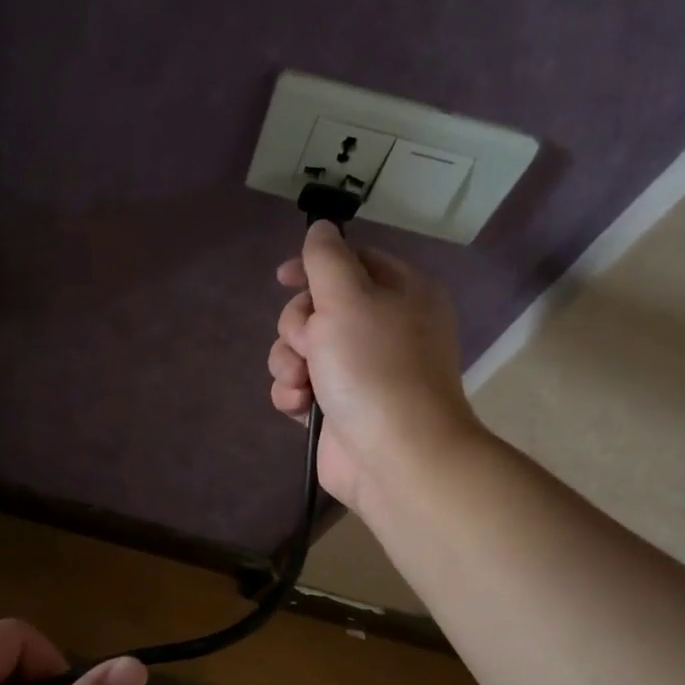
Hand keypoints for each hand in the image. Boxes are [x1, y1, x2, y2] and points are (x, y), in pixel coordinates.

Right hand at [269, 221, 480, 516]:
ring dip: (289, 362)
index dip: (314, 267)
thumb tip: (320, 228)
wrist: (395, 455)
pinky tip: (300, 407)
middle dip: (298, 326)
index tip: (284, 278)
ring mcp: (361, 370)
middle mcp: (382, 328)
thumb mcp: (348, 297)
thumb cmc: (374, 367)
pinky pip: (301, 385)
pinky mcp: (339, 406)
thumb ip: (327, 258)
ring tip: (302, 383)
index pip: (352, 261)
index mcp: (400, 293)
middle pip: (318, 307)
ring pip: (302, 348)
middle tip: (309, 344)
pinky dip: (293, 394)